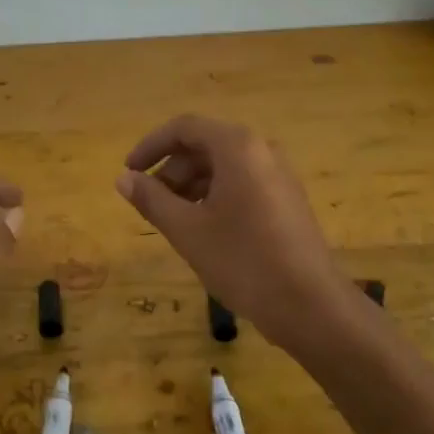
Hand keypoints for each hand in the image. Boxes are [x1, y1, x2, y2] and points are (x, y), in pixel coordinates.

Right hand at [115, 115, 356, 352]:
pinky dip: (214, 196)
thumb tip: (123, 179)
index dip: (150, 146)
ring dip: (191, 186)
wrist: (311, 305)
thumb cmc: (243, 261)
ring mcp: (278, 174)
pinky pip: (242, 183)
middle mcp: (261, 150)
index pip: (184, 128)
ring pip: (223, 166)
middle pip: (204, 145)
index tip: (129, 173)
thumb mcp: (188, 230)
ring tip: (174, 221)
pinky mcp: (287, 199)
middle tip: (150, 205)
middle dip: (171, 170)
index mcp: (237, 147)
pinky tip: (204, 230)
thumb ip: (152, 199)